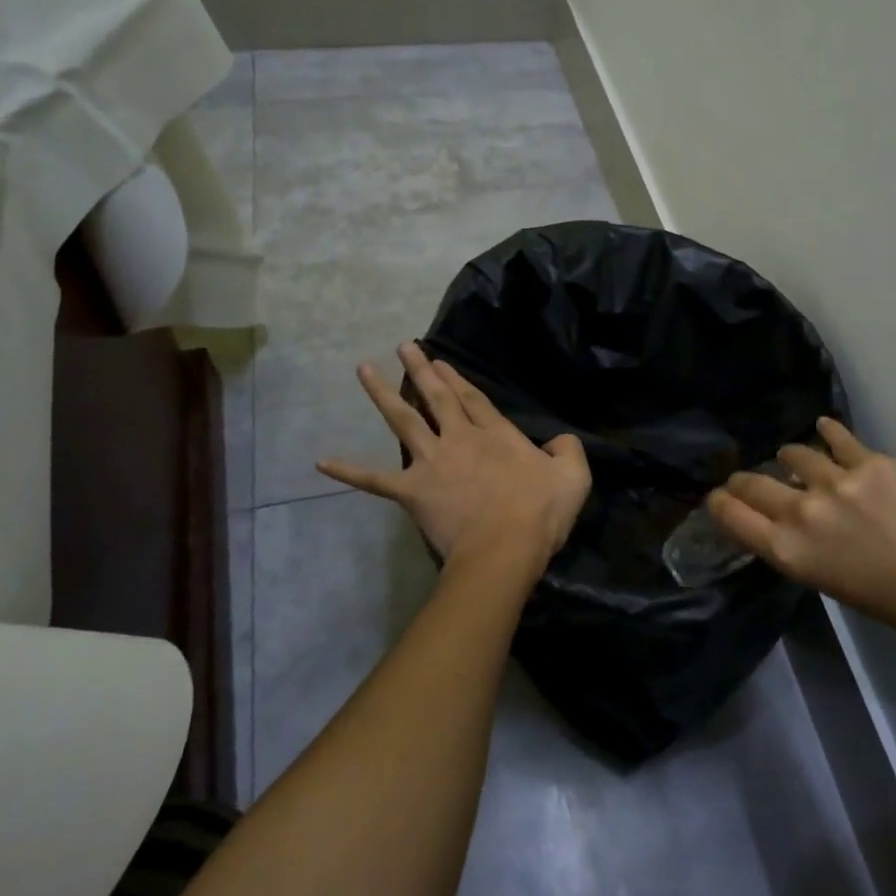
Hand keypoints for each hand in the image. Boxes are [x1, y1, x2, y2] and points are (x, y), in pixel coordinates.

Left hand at [319, 342, 590, 565]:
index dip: (456, 378)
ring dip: (383, 394)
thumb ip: (567, 450)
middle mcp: (460, 438)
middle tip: (403, 347)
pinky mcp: (413, 490)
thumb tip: (557, 442)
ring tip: (363, 369)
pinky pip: (375, 479)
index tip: (439, 361)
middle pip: (436, 398)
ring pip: (404, 421)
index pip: (473, 399)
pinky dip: (348, 470)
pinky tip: (321, 460)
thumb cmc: (540, 513)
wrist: (504, 549)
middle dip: (420, 369)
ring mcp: (433, 462)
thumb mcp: (574, 476)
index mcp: (497, 434)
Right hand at [709, 419, 895, 635]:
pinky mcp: (870, 462)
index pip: (732, 515)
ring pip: (793, 453)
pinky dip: (828, 432)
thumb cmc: (876, 594)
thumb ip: (787, 543)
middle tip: (745, 480)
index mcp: (787, 549)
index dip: (718, 503)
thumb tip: (771, 513)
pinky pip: (837, 437)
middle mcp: (802, 511)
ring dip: (790, 458)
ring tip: (794, 459)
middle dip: (742, 481)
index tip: (718, 497)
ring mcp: (836, 482)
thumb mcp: (816, 577)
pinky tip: (823, 428)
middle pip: (752, 483)